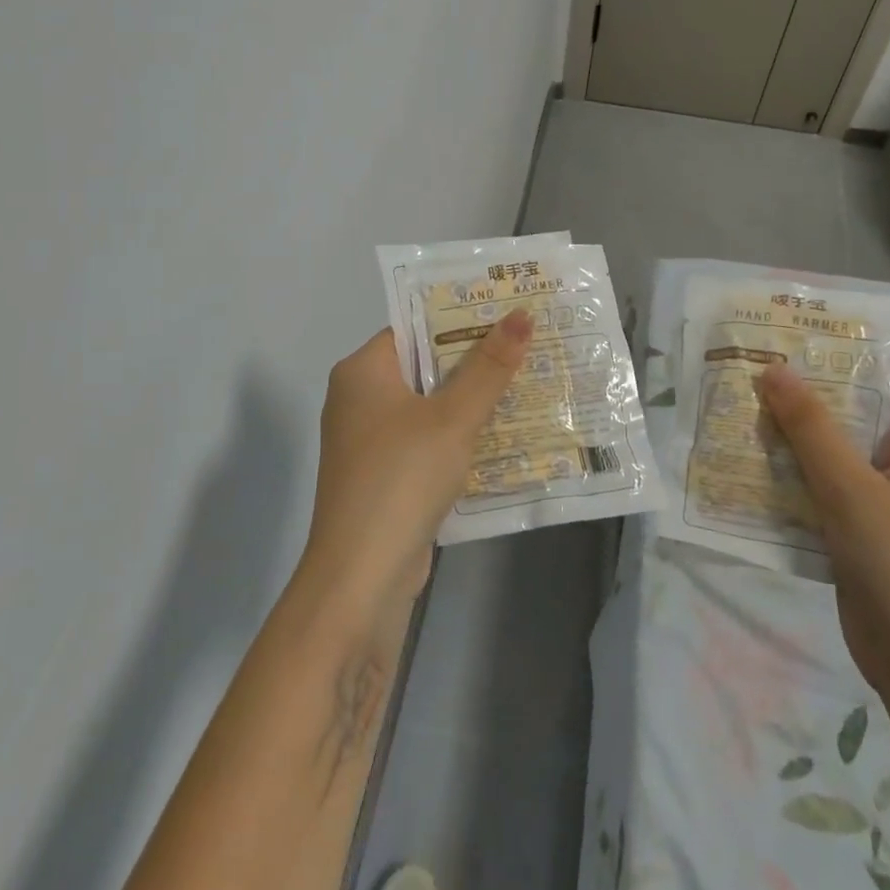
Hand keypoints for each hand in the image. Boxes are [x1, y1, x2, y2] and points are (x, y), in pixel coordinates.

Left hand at [301, 310, 532, 609]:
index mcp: (362, 371)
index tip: (508, 314)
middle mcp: (359, 399)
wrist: (362, 575)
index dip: (461, 320)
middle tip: (530, 347)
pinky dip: (458, 438)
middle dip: (475, 362)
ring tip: (528, 384)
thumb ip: (489, 367)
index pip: (415, 329)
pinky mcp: (384, 476)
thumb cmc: (402, 477)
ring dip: (471, 402)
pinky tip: (503, 436)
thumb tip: (521, 314)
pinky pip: (426, 442)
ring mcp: (369, 441)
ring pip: (429, 408)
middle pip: (424, 367)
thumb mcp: (453, 418)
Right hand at [758, 362, 889, 710]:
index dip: (846, 349)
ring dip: (789, 434)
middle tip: (749, 367)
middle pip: (855, 410)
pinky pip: (821, 486)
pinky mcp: (859, 528)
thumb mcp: (853, 491)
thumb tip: (775, 369)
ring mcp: (885, 498)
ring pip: (832, 450)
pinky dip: (789, 473)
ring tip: (736, 407)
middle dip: (804, 392)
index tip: (792, 333)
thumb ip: (812, 429)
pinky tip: (746, 463)